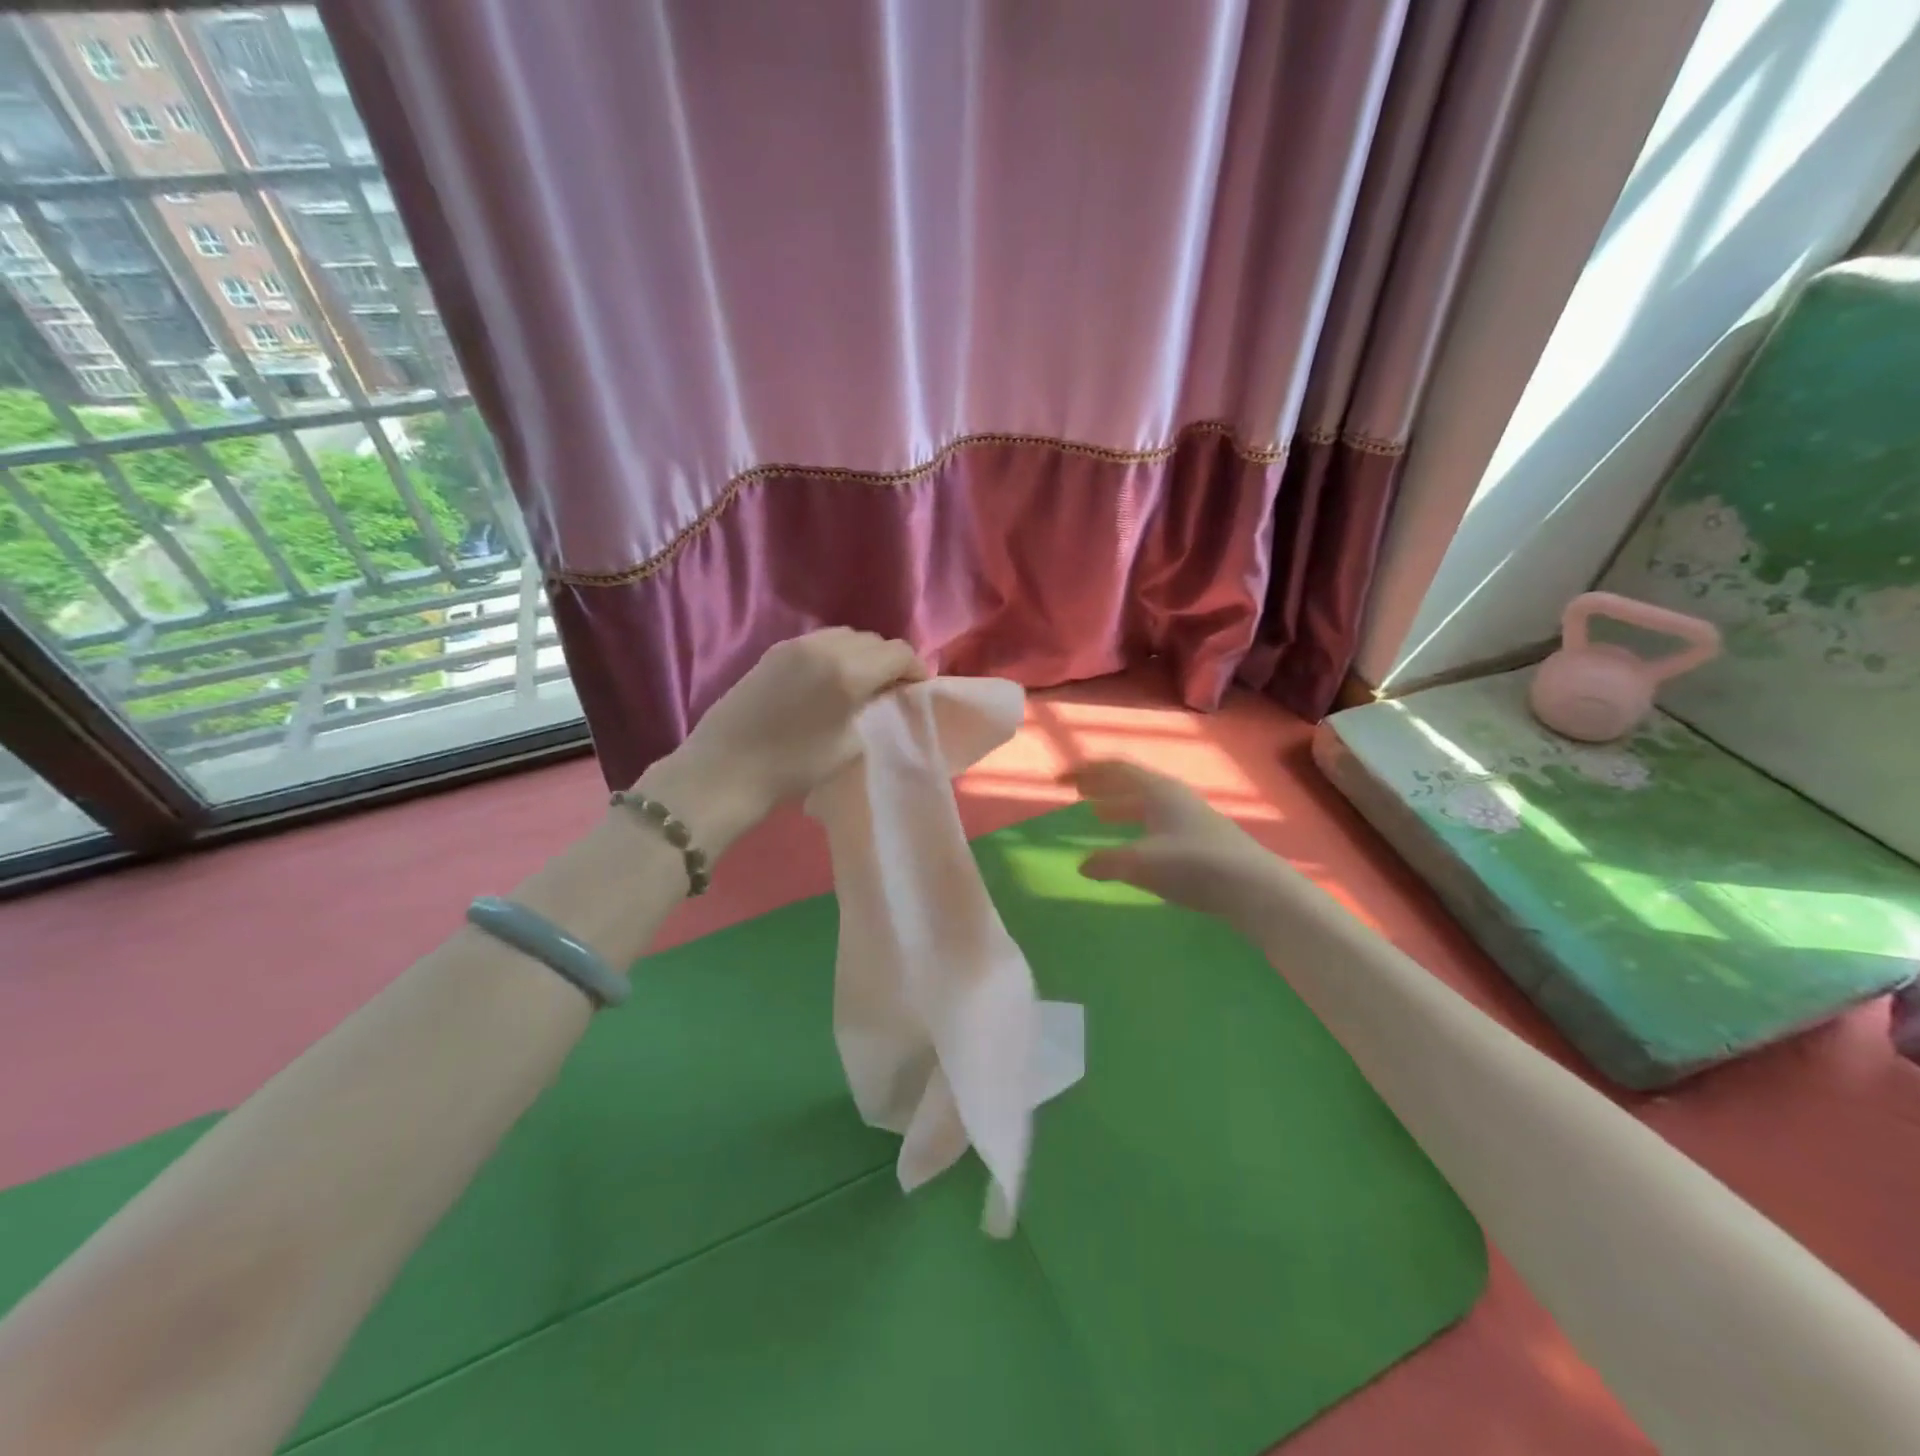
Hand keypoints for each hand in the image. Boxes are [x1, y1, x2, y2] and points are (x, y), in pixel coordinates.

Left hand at [639, 628, 927, 849]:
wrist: (724, 770)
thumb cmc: (793, 767)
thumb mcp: (850, 745)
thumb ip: (877, 711)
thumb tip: (890, 695)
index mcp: (848, 671)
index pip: (898, 653)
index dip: (916, 669)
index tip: (918, 691)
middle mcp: (824, 647)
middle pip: (873, 640)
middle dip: (890, 661)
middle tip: (892, 690)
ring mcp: (796, 645)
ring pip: (846, 636)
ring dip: (863, 654)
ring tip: (863, 684)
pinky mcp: (774, 651)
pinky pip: (820, 641)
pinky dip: (837, 653)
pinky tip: (831, 679)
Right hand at [1064, 760, 1285, 927]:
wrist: (1255, 888)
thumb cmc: (1194, 865)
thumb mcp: (1142, 862)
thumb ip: (1108, 862)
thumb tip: (1082, 865)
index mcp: (1157, 790)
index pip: (1114, 769)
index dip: (1084, 772)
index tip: (1059, 781)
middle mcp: (1173, 796)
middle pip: (1130, 783)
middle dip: (1101, 786)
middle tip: (1077, 793)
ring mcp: (1190, 816)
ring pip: (1145, 803)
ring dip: (1119, 806)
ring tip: (1098, 814)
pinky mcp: (1201, 838)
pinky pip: (1157, 822)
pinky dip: (1136, 826)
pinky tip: (1134, 844)